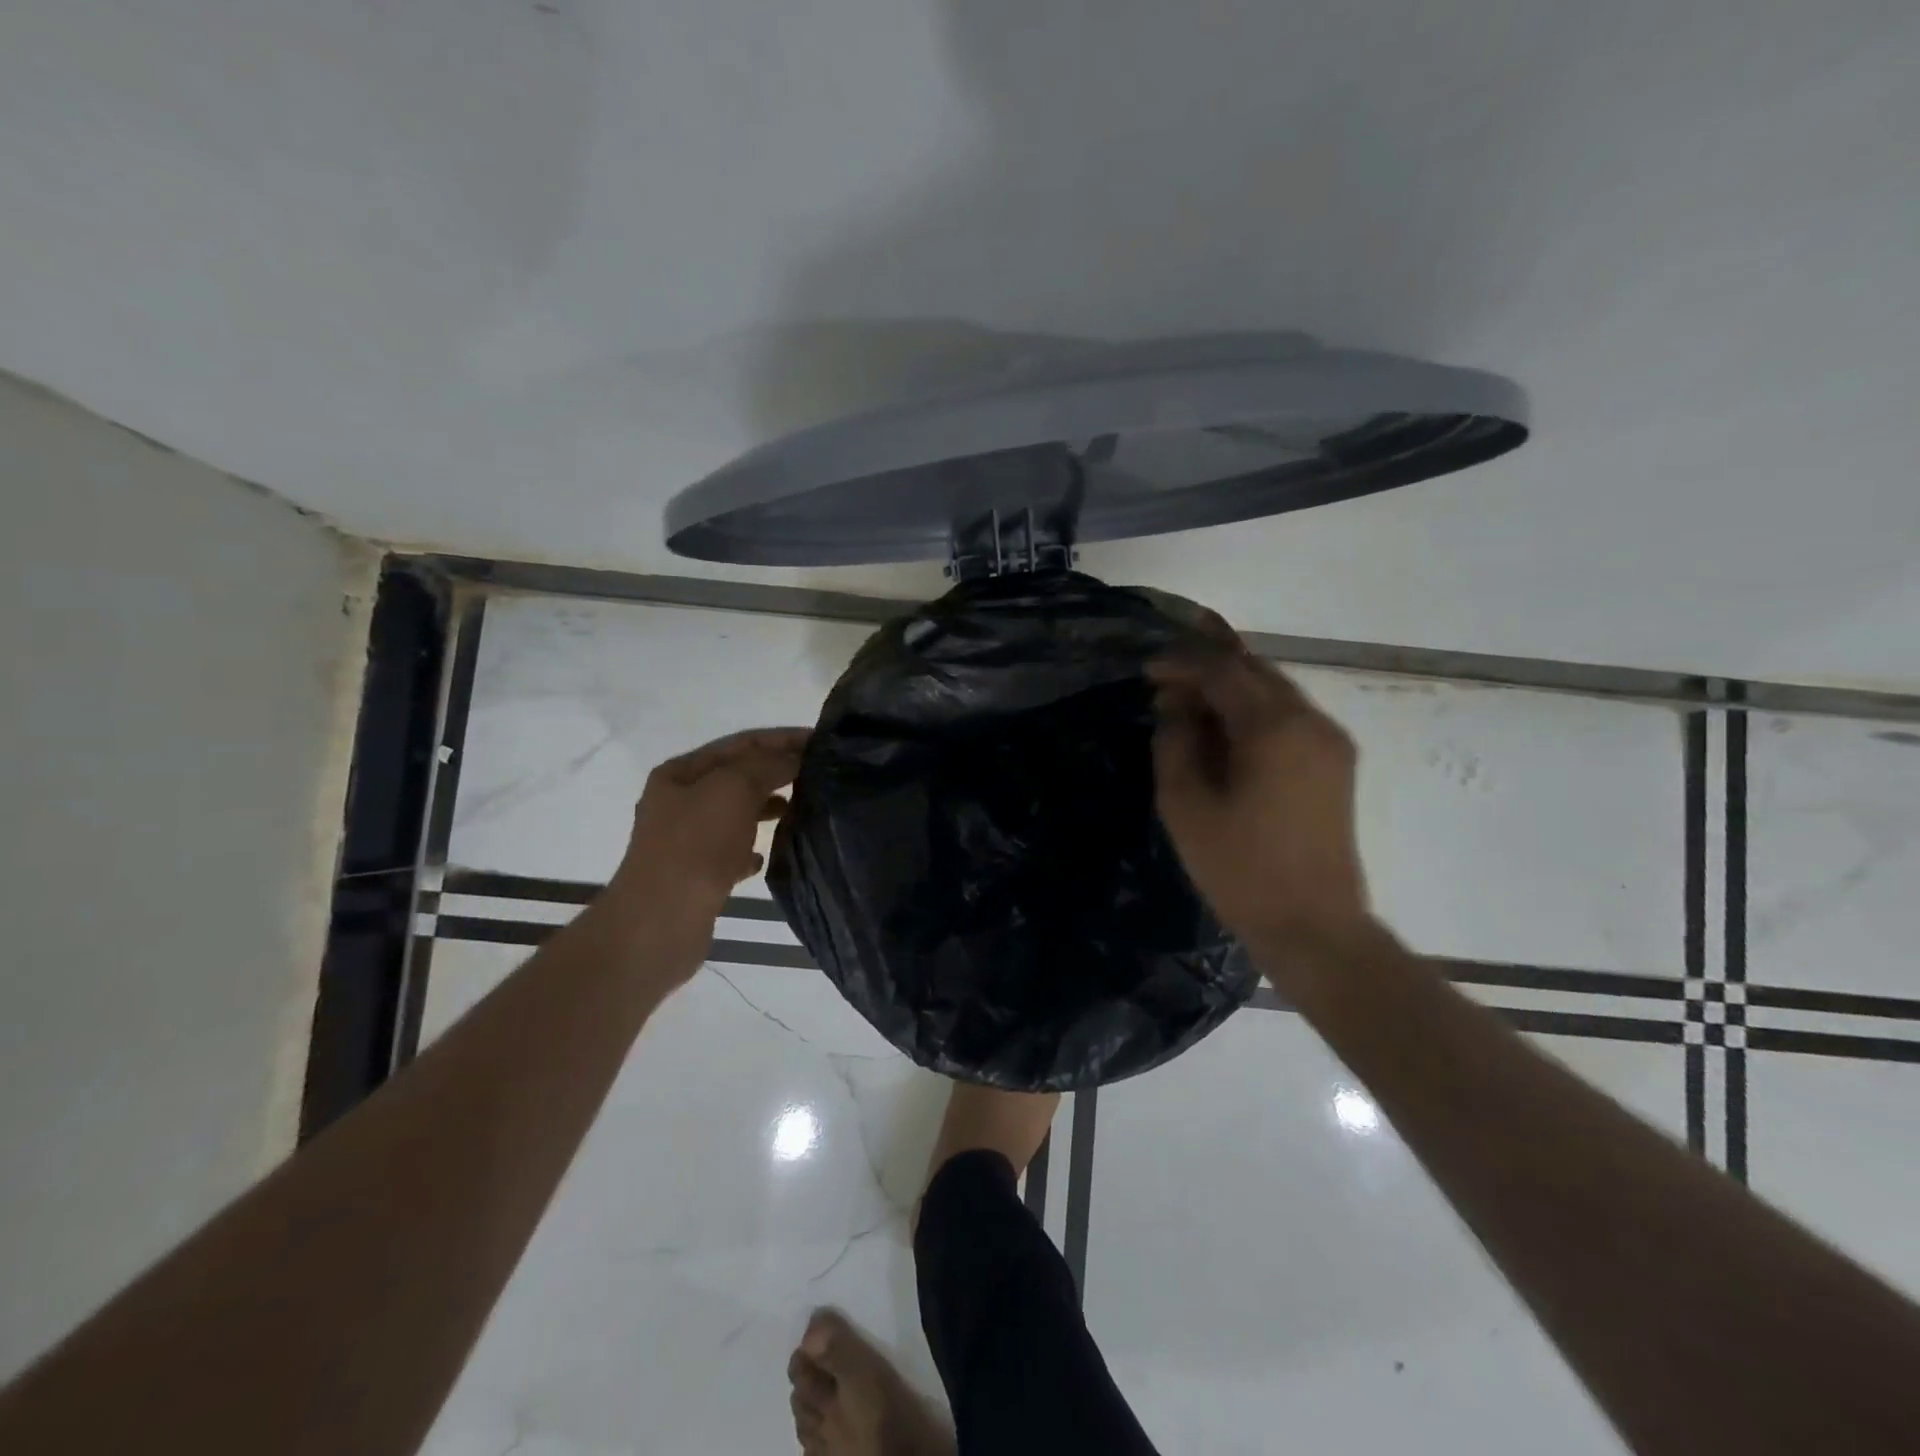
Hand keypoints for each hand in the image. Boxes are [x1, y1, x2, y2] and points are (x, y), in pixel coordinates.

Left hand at [603, 727, 808, 969]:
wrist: (662, 920)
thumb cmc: (697, 844)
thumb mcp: (735, 788)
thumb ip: (768, 765)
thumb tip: (796, 758)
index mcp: (681, 772)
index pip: (741, 743)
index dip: (782, 738)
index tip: (821, 741)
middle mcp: (679, 801)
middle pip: (737, 776)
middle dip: (776, 772)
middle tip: (819, 774)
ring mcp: (685, 839)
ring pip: (736, 813)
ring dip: (767, 808)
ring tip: (801, 809)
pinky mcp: (696, 874)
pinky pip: (730, 851)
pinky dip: (751, 848)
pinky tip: (765, 857)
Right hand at [1149, 651, 1369, 958]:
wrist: (1313, 926)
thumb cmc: (1240, 868)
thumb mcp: (1185, 804)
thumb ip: (1175, 742)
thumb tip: (1176, 707)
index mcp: (1274, 727)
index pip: (1224, 669)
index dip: (1182, 662)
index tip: (1147, 670)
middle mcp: (1311, 720)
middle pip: (1255, 671)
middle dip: (1208, 668)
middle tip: (1166, 683)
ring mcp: (1331, 741)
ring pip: (1275, 692)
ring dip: (1231, 690)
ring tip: (1189, 707)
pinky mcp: (1336, 764)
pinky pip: (1289, 718)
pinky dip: (1253, 713)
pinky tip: (1225, 733)